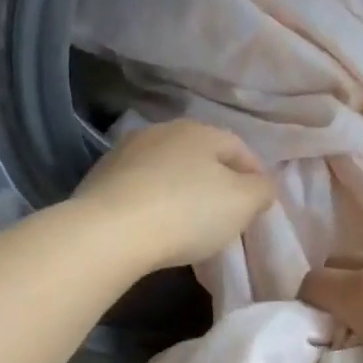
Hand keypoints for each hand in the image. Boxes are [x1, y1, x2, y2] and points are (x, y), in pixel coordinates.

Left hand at [71, 119, 274, 269]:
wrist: (110, 232)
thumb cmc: (187, 212)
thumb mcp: (242, 203)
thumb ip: (261, 190)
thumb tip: (261, 185)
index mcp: (200, 130)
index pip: (239, 148)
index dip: (255, 176)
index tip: (259, 205)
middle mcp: (162, 131)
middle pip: (200, 156)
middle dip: (216, 181)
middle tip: (225, 215)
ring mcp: (126, 152)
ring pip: (167, 170)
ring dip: (181, 190)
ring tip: (188, 223)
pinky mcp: (100, 178)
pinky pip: (140, 188)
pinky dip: (153, 202)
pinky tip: (154, 225)